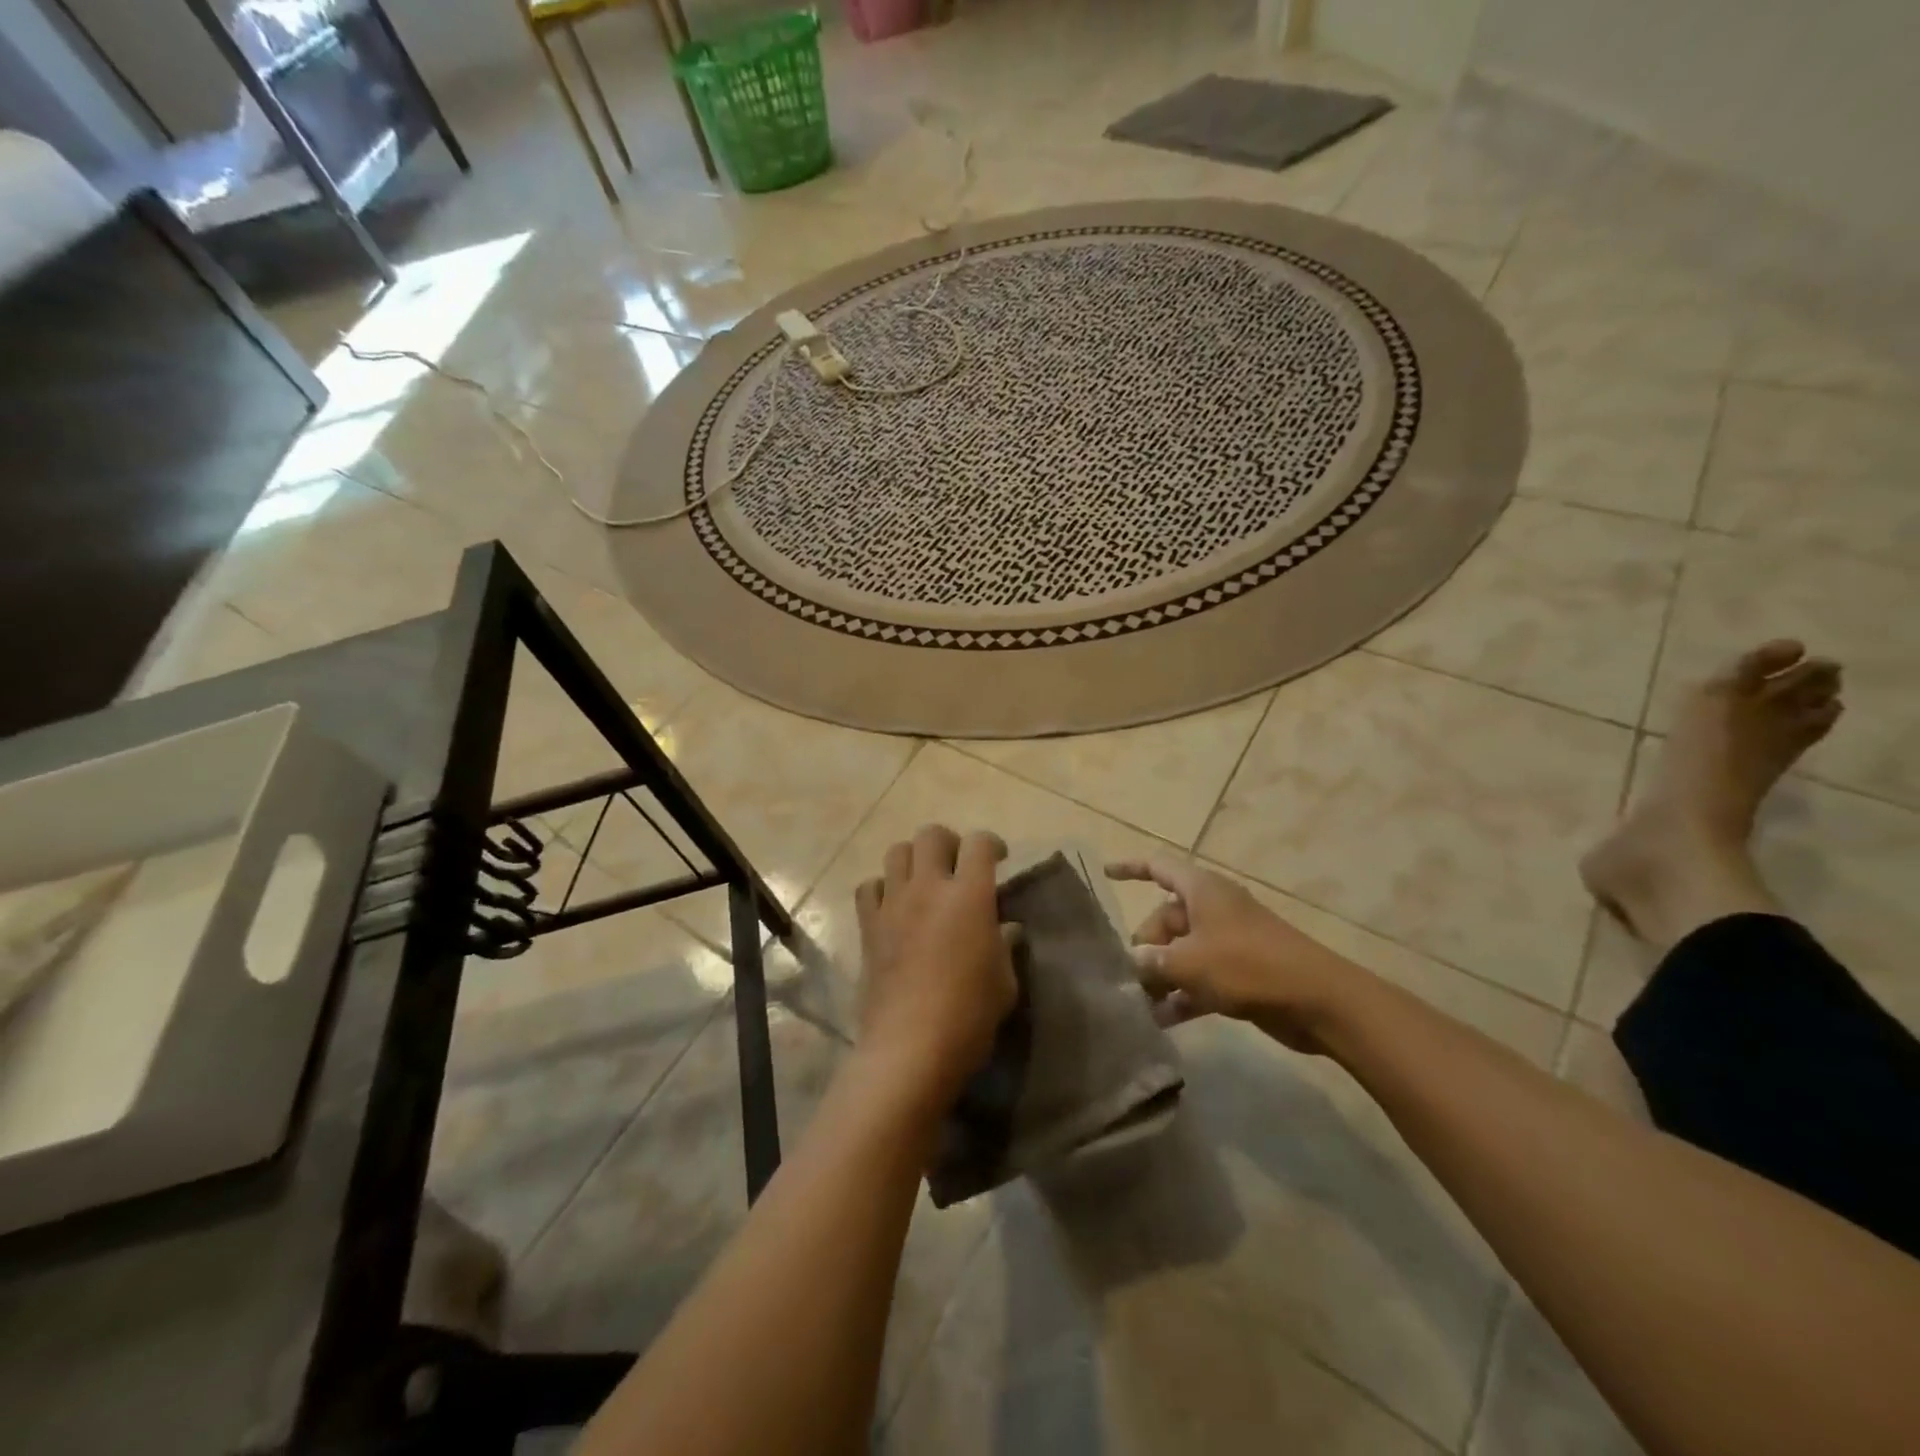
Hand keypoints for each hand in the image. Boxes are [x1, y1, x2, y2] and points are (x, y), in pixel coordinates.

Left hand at [855, 826, 1018, 1101]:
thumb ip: (1005, 946)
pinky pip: (869, 887)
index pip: (980, 843)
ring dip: (914, 858)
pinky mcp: (868, 926)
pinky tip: (893, 906)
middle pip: (931, 835)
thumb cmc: (968, 1016)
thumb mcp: (1004, 982)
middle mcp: (928, 888)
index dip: (992, 844)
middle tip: (959, 865)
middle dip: (950, 842)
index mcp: (969, 895)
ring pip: (896, 851)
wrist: (909, 1048)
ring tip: (925, 881)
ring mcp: (893, 904)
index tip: (999, 859)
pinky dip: (882, 887)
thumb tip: (1005, 929)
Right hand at [1105, 859, 1355, 1052]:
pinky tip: (1161, 1021)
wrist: (1317, 1001)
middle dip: (1144, 946)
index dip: (1131, 868)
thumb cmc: (1248, 965)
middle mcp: (1213, 909)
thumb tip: (1130, 961)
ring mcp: (1228, 942)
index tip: (1106, 873)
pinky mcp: (1240, 973)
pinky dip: (1182, 994)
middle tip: (1127, 977)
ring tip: (1138, 1004)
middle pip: (1166, 919)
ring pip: (1182, 951)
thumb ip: (1152, 960)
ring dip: (1161, 975)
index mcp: (1201, 890)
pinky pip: (1200, 977)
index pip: (1158, 867)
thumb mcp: (1189, 962)